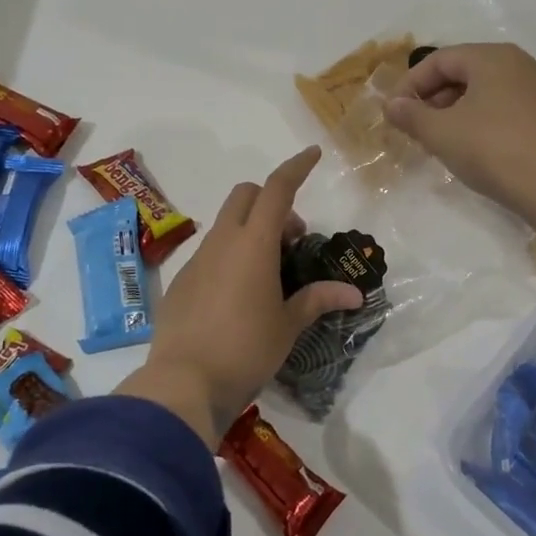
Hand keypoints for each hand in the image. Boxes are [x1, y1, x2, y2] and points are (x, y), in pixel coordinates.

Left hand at [117, 146, 362, 444]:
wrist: (184, 382)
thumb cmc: (246, 349)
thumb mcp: (288, 325)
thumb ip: (317, 300)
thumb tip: (354, 293)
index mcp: (253, 244)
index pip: (277, 189)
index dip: (296, 167)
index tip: (313, 153)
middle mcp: (223, 242)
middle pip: (246, 195)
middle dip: (272, 201)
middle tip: (293, 240)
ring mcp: (197, 260)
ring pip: (227, 224)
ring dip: (252, 230)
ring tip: (270, 273)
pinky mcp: (181, 281)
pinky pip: (211, 252)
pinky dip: (230, 255)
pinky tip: (239, 295)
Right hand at [382, 43, 535, 230]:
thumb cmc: (494, 149)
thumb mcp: (442, 133)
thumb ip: (412, 115)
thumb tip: (392, 105)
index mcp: (491, 57)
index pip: (439, 60)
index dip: (410, 84)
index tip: (393, 113)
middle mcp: (517, 64)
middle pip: (462, 72)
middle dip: (432, 98)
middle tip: (413, 127)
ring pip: (482, 92)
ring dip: (453, 112)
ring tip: (437, 140)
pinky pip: (501, 109)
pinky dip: (477, 121)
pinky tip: (469, 149)